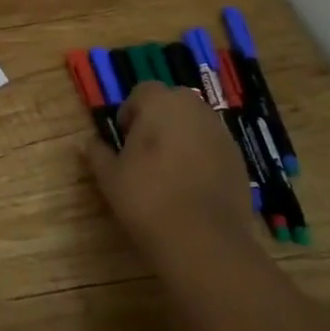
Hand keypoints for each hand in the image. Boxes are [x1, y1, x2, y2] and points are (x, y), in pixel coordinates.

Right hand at [83, 82, 253, 259]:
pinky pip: (213, 148)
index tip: (124, 138)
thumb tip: (89, 143)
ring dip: (182, 137)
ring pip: (196, 124)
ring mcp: (222, 135)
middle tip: (144, 150)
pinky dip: (202, 157)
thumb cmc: (146, 196)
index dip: (130, 111)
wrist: (202, 239)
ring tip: (168, 169)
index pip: (143, 91)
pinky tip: (190, 186)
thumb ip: (97, 153)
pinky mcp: (240, 161)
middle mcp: (195, 110)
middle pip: (174, 102)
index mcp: (160, 103)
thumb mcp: (109, 176)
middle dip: (159, 119)